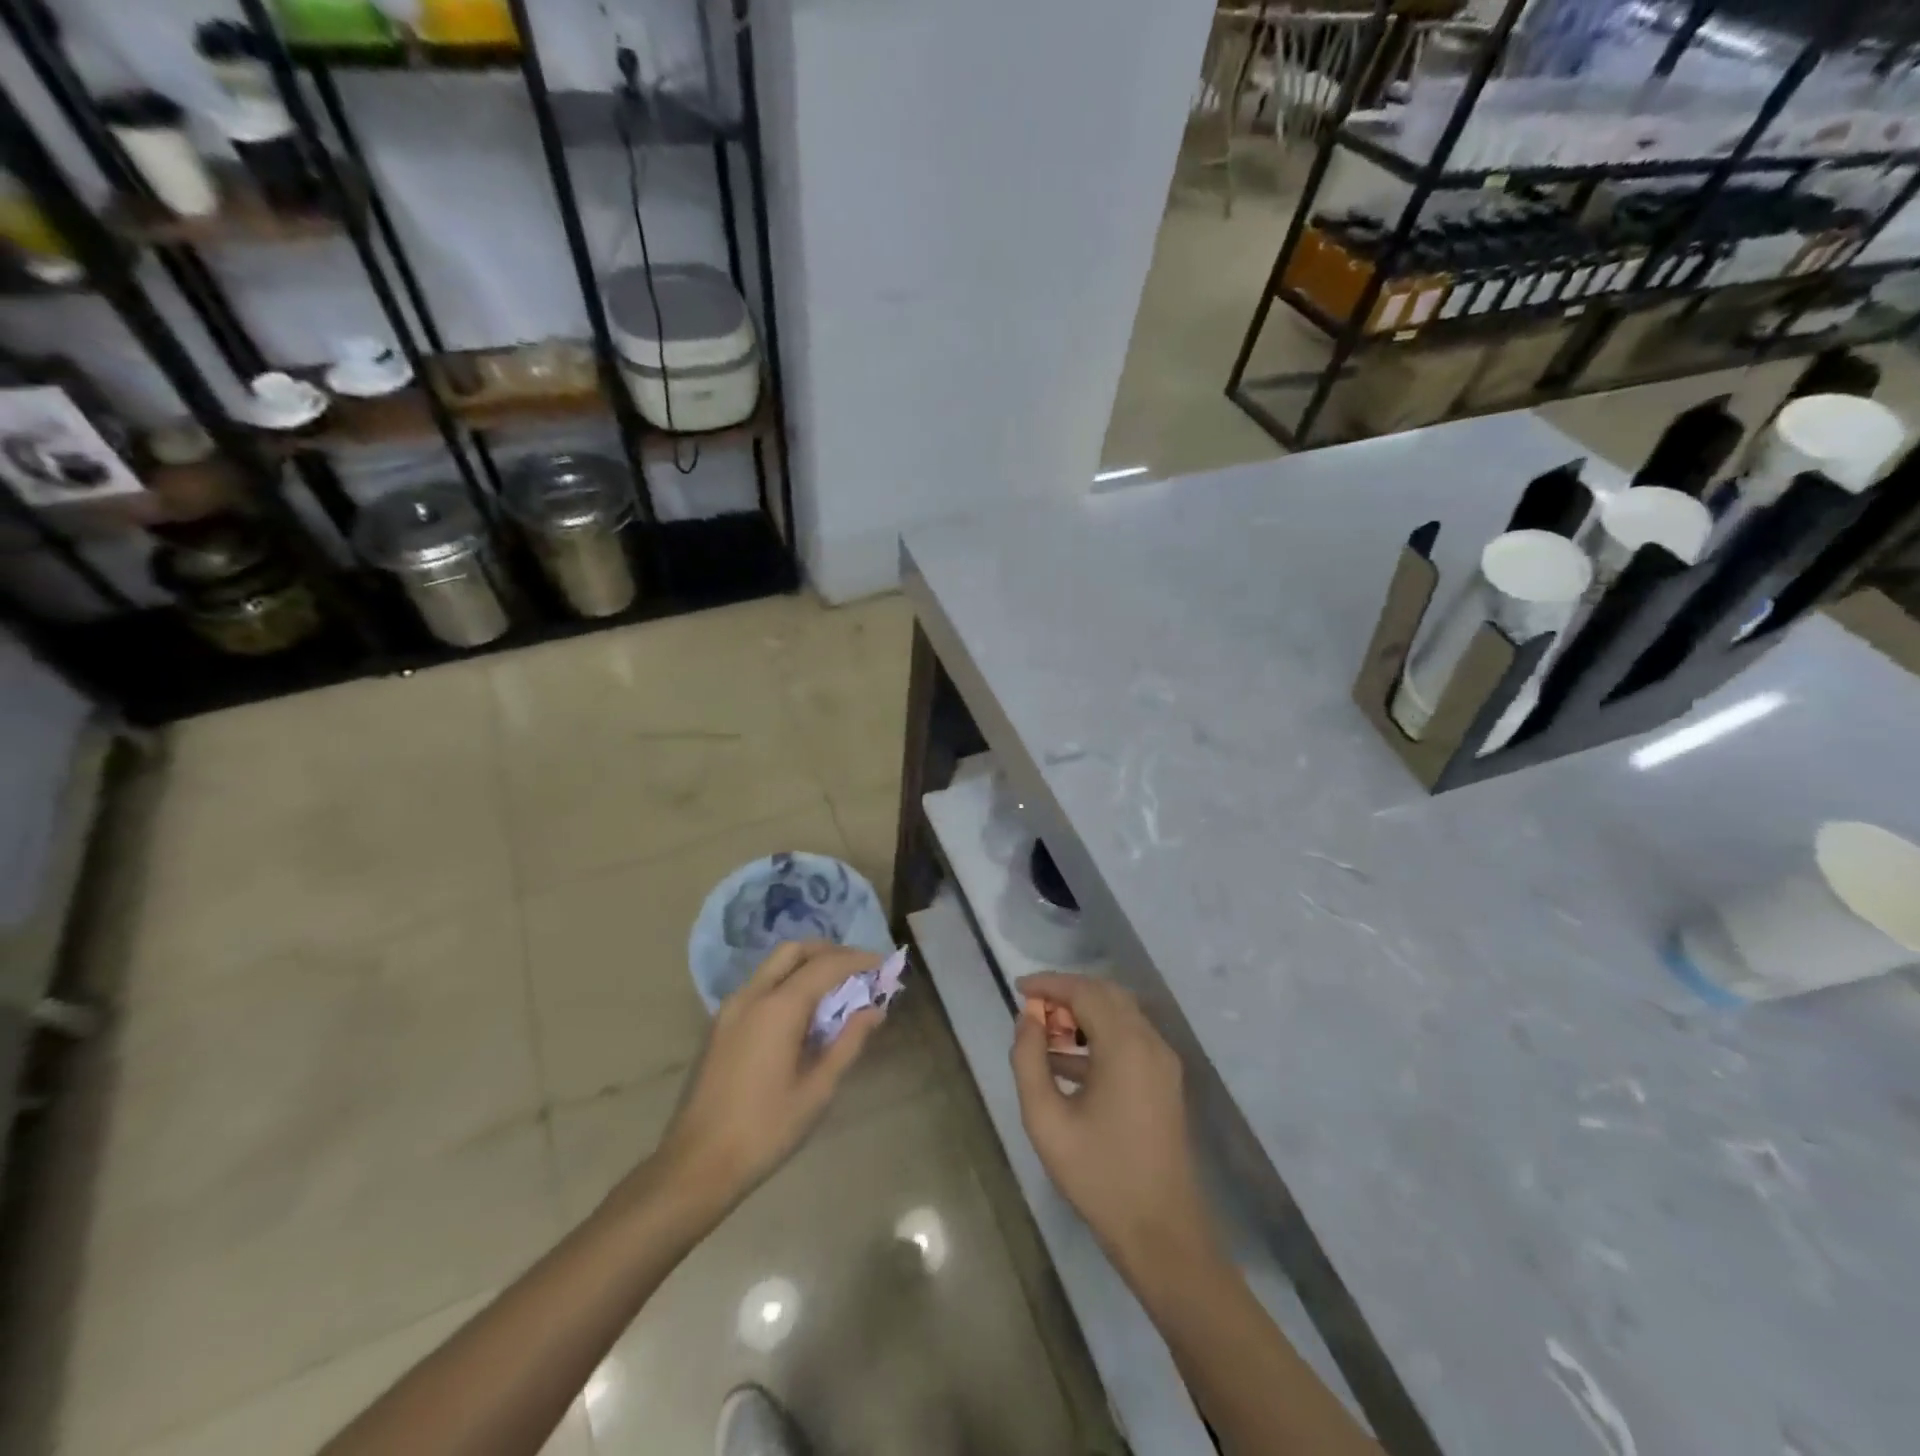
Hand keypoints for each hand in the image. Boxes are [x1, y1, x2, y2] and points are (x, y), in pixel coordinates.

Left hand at [650, 941, 883, 1213]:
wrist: (697, 1165)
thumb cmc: (766, 1130)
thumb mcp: (818, 1090)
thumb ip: (848, 1042)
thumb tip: (874, 1010)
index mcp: (778, 1008)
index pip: (825, 965)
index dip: (857, 960)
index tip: (882, 964)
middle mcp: (752, 995)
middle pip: (794, 951)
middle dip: (829, 952)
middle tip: (857, 970)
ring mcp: (731, 1008)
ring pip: (774, 965)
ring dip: (806, 965)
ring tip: (836, 989)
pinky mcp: (721, 1024)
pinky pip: (760, 985)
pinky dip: (786, 982)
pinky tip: (803, 1012)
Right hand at [1010, 973, 1217, 1275]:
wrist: (1162, 1234)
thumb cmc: (1099, 1176)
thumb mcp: (1047, 1120)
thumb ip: (1029, 1061)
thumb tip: (1027, 1019)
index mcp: (1126, 1046)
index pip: (1085, 992)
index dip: (1049, 984)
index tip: (1017, 988)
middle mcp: (1150, 1043)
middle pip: (1106, 995)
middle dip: (1066, 994)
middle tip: (1031, 1010)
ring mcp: (1162, 1062)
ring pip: (1119, 1015)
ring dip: (1082, 1014)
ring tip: (1043, 1035)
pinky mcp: (1165, 1082)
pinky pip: (1129, 1039)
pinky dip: (1098, 1036)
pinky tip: (1066, 1062)